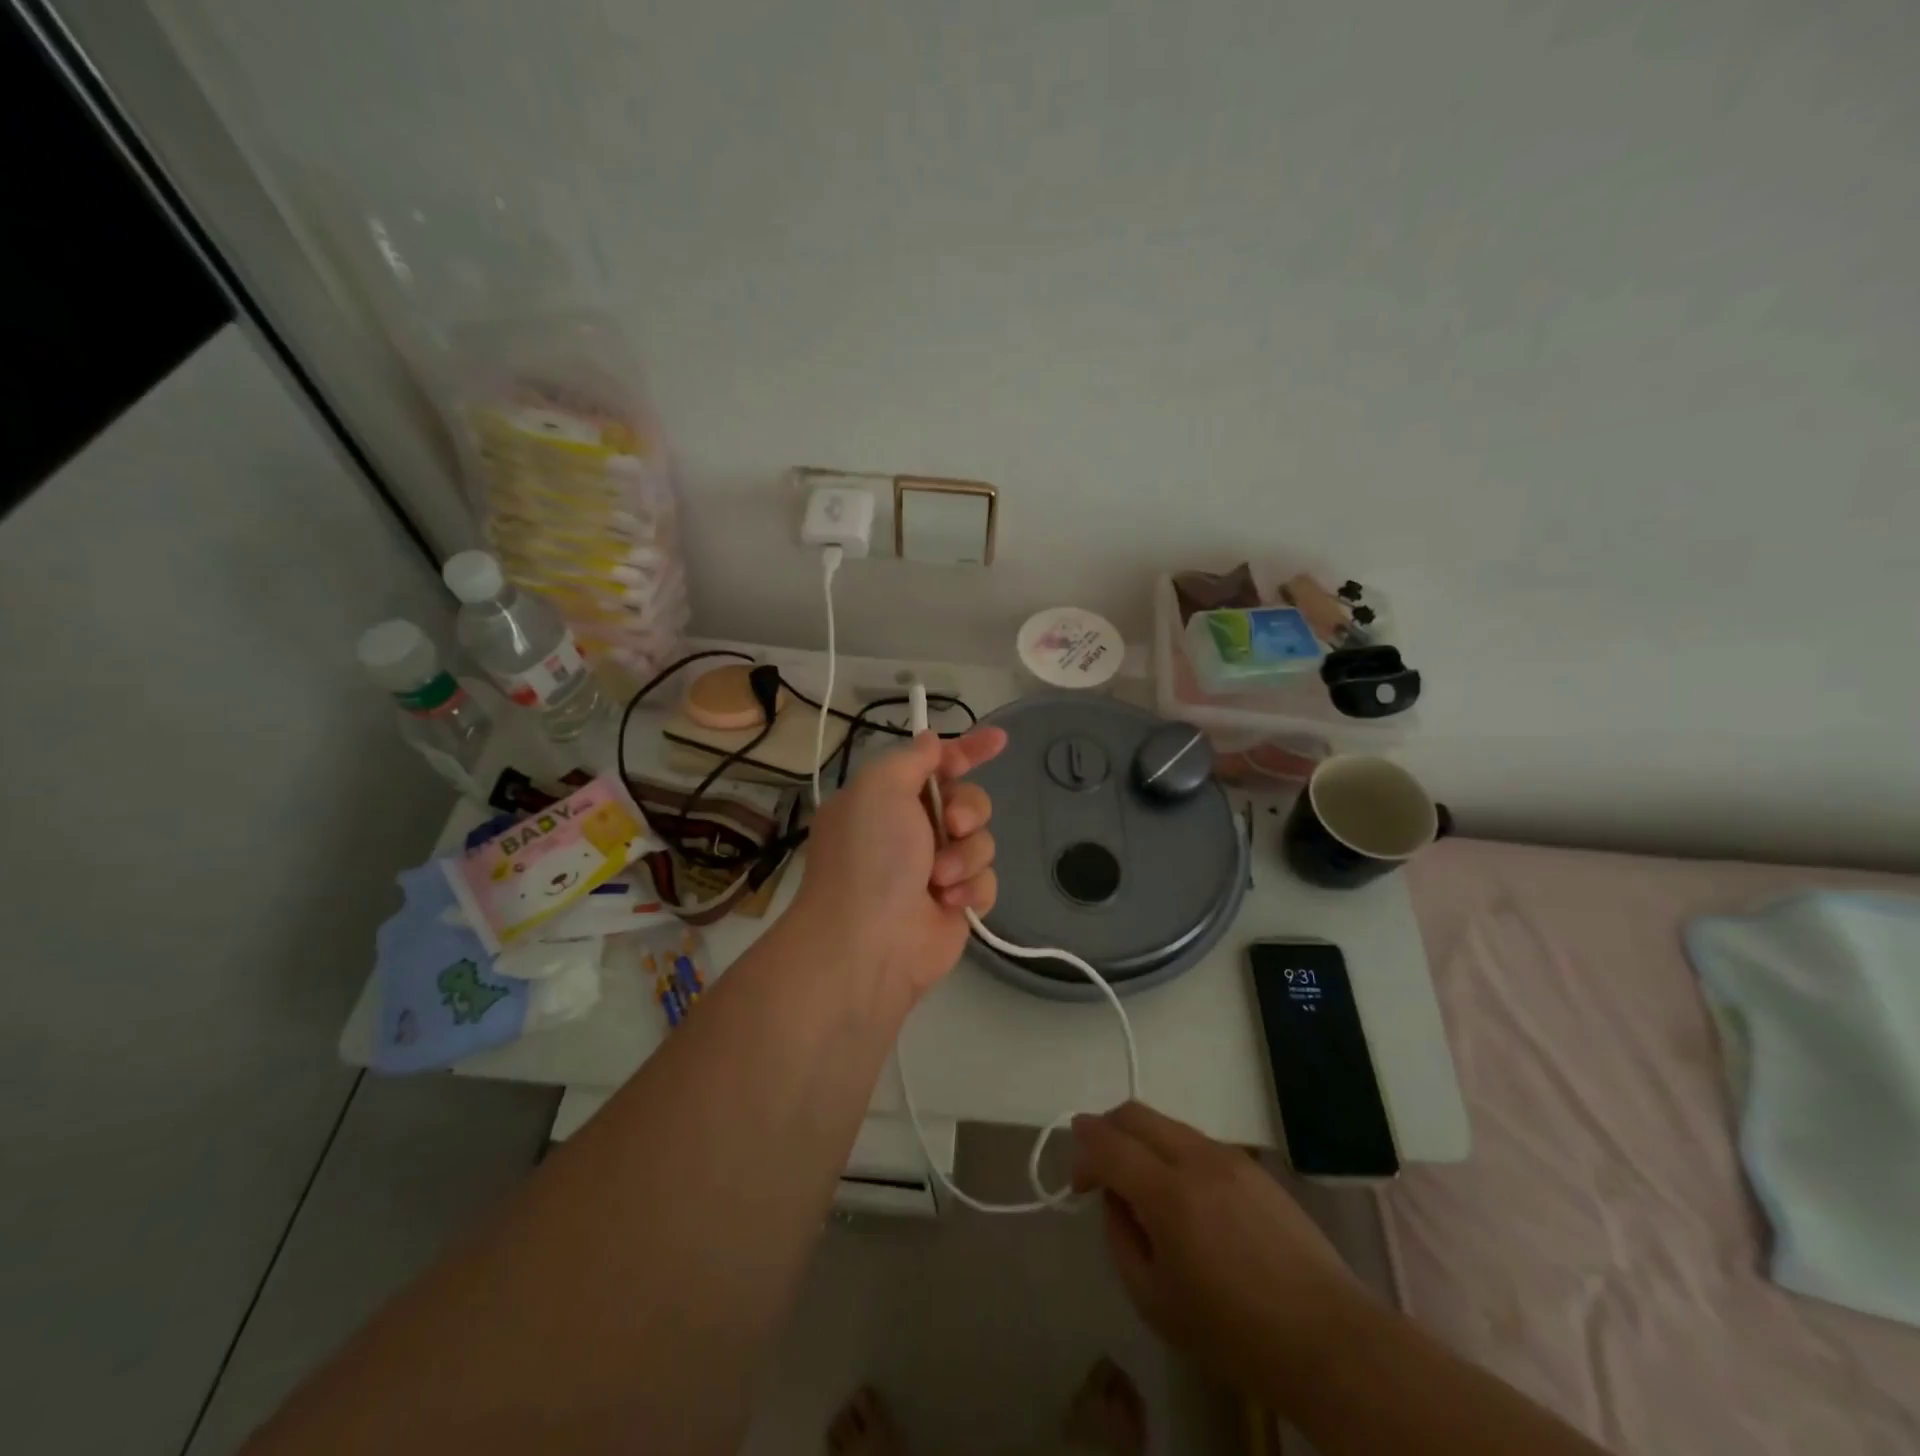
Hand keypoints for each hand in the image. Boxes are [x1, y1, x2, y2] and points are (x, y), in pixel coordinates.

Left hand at [792, 727, 1007, 1004]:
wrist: (868, 944)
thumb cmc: (870, 856)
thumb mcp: (881, 787)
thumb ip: (912, 758)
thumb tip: (931, 742)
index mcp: (887, 799)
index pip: (935, 764)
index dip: (967, 750)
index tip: (998, 741)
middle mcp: (910, 831)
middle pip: (967, 801)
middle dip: (968, 809)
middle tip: (951, 825)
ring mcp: (934, 869)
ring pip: (981, 841)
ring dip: (964, 855)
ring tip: (938, 879)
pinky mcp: (956, 904)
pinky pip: (986, 880)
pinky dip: (971, 889)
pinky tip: (948, 903)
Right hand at [1071, 1102, 1364, 1395]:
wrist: (1329, 1340)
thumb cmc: (1235, 1334)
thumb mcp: (1155, 1303)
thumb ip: (1121, 1239)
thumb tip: (1115, 1199)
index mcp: (1167, 1193)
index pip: (1107, 1143)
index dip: (1082, 1153)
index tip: (1078, 1183)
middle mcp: (1195, 1158)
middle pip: (1134, 1114)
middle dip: (1105, 1129)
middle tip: (1097, 1167)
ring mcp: (1229, 1157)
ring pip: (1167, 1124)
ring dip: (1140, 1140)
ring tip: (1141, 1186)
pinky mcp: (1254, 1167)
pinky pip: (1197, 1142)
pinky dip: (1172, 1153)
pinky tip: (1183, 1197)